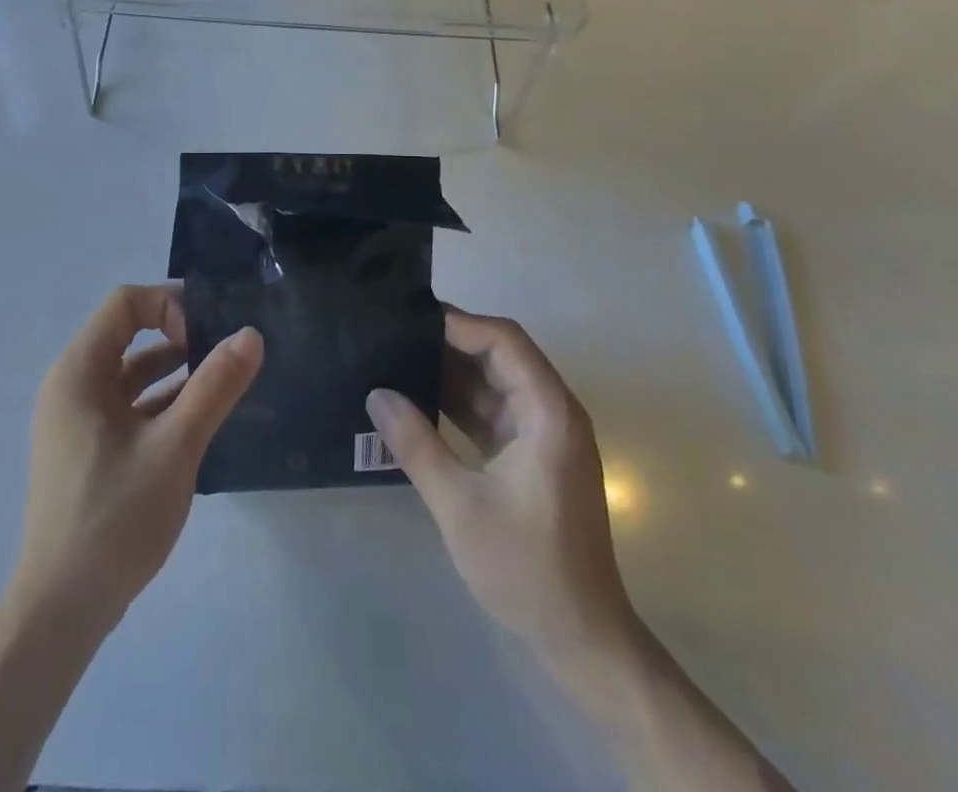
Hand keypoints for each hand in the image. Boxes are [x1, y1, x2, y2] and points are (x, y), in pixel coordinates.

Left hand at [13, 284, 262, 630]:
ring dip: (174, 370)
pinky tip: (199, 418)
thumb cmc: (115, 517)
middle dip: (179, 334)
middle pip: (127, 333)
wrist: (62, 610)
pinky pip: (127, 405)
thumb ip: (215, 386)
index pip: (125, 303)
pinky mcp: (87, 449)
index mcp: (79, 371)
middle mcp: (72, 385)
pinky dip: (161, 402)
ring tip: (222, 380)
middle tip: (227, 349)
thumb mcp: (176, 446)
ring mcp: (77, 420)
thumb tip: (251, 334)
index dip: (169, 305)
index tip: (208, 334)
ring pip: (130, 373)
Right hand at [366, 308, 630, 661]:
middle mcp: (551, 411)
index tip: (411, 321)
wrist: (581, 638)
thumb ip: (416, 445)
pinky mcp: (532, 455)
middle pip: (499, 355)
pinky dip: (459, 404)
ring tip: (397, 360)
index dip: (459, 324)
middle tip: (395, 335)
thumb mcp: (460, 505)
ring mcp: (543, 434)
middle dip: (449, 344)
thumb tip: (376, 394)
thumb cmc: (527, 567)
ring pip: (493, 383)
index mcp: (548, 411)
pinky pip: (493, 412)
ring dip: (450, 374)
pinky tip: (418, 401)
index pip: (504, 340)